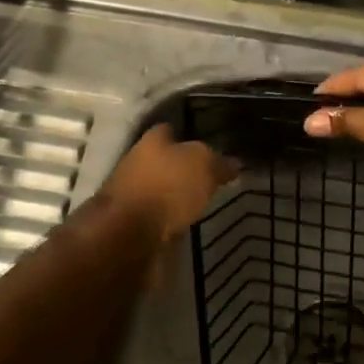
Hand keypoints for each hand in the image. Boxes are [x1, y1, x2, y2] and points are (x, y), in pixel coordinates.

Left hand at [101, 124, 240, 240]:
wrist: (130, 234)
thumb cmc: (167, 187)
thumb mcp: (203, 165)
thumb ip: (218, 162)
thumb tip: (234, 163)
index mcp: (152, 140)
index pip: (171, 130)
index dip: (189, 136)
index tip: (209, 147)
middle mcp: (137, 162)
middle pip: (163, 161)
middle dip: (182, 169)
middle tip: (209, 177)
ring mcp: (130, 194)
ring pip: (159, 190)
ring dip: (174, 196)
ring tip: (201, 203)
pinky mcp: (130, 224)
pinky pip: (156, 216)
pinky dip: (169, 219)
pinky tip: (185, 224)